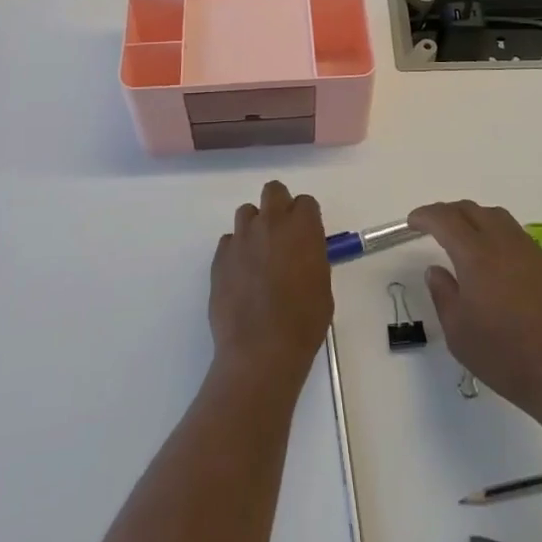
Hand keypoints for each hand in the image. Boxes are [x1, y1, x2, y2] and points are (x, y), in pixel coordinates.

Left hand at [209, 182, 332, 388]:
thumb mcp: (322, 286)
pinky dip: (236, 251)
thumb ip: (312, 258)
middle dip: (278, 206)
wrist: (260, 350)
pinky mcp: (220, 256)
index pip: (305, 202)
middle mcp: (270, 223)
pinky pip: (229, 241)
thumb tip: (302, 254)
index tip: (306, 236)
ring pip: (246, 212)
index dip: (306, 218)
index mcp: (302, 228)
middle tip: (281, 234)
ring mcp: (241, 237)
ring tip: (258, 255)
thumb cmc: (303, 322)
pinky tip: (241, 276)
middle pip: (273, 191)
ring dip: (255, 226)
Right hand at [409, 201, 541, 426]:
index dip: (426, 216)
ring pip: (498, 217)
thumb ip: (443, 293)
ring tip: (464, 236)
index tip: (413, 222)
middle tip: (434, 226)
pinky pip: (516, 235)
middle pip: (472, 210)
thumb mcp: (458, 331)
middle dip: (448, 212)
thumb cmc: (505, 355)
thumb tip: (436, 270)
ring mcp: (530, 252)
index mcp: (476, 254)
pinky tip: (494, 259)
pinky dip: (497, 234)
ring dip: (475, 218)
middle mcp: (504, 243)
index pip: (445, 219)